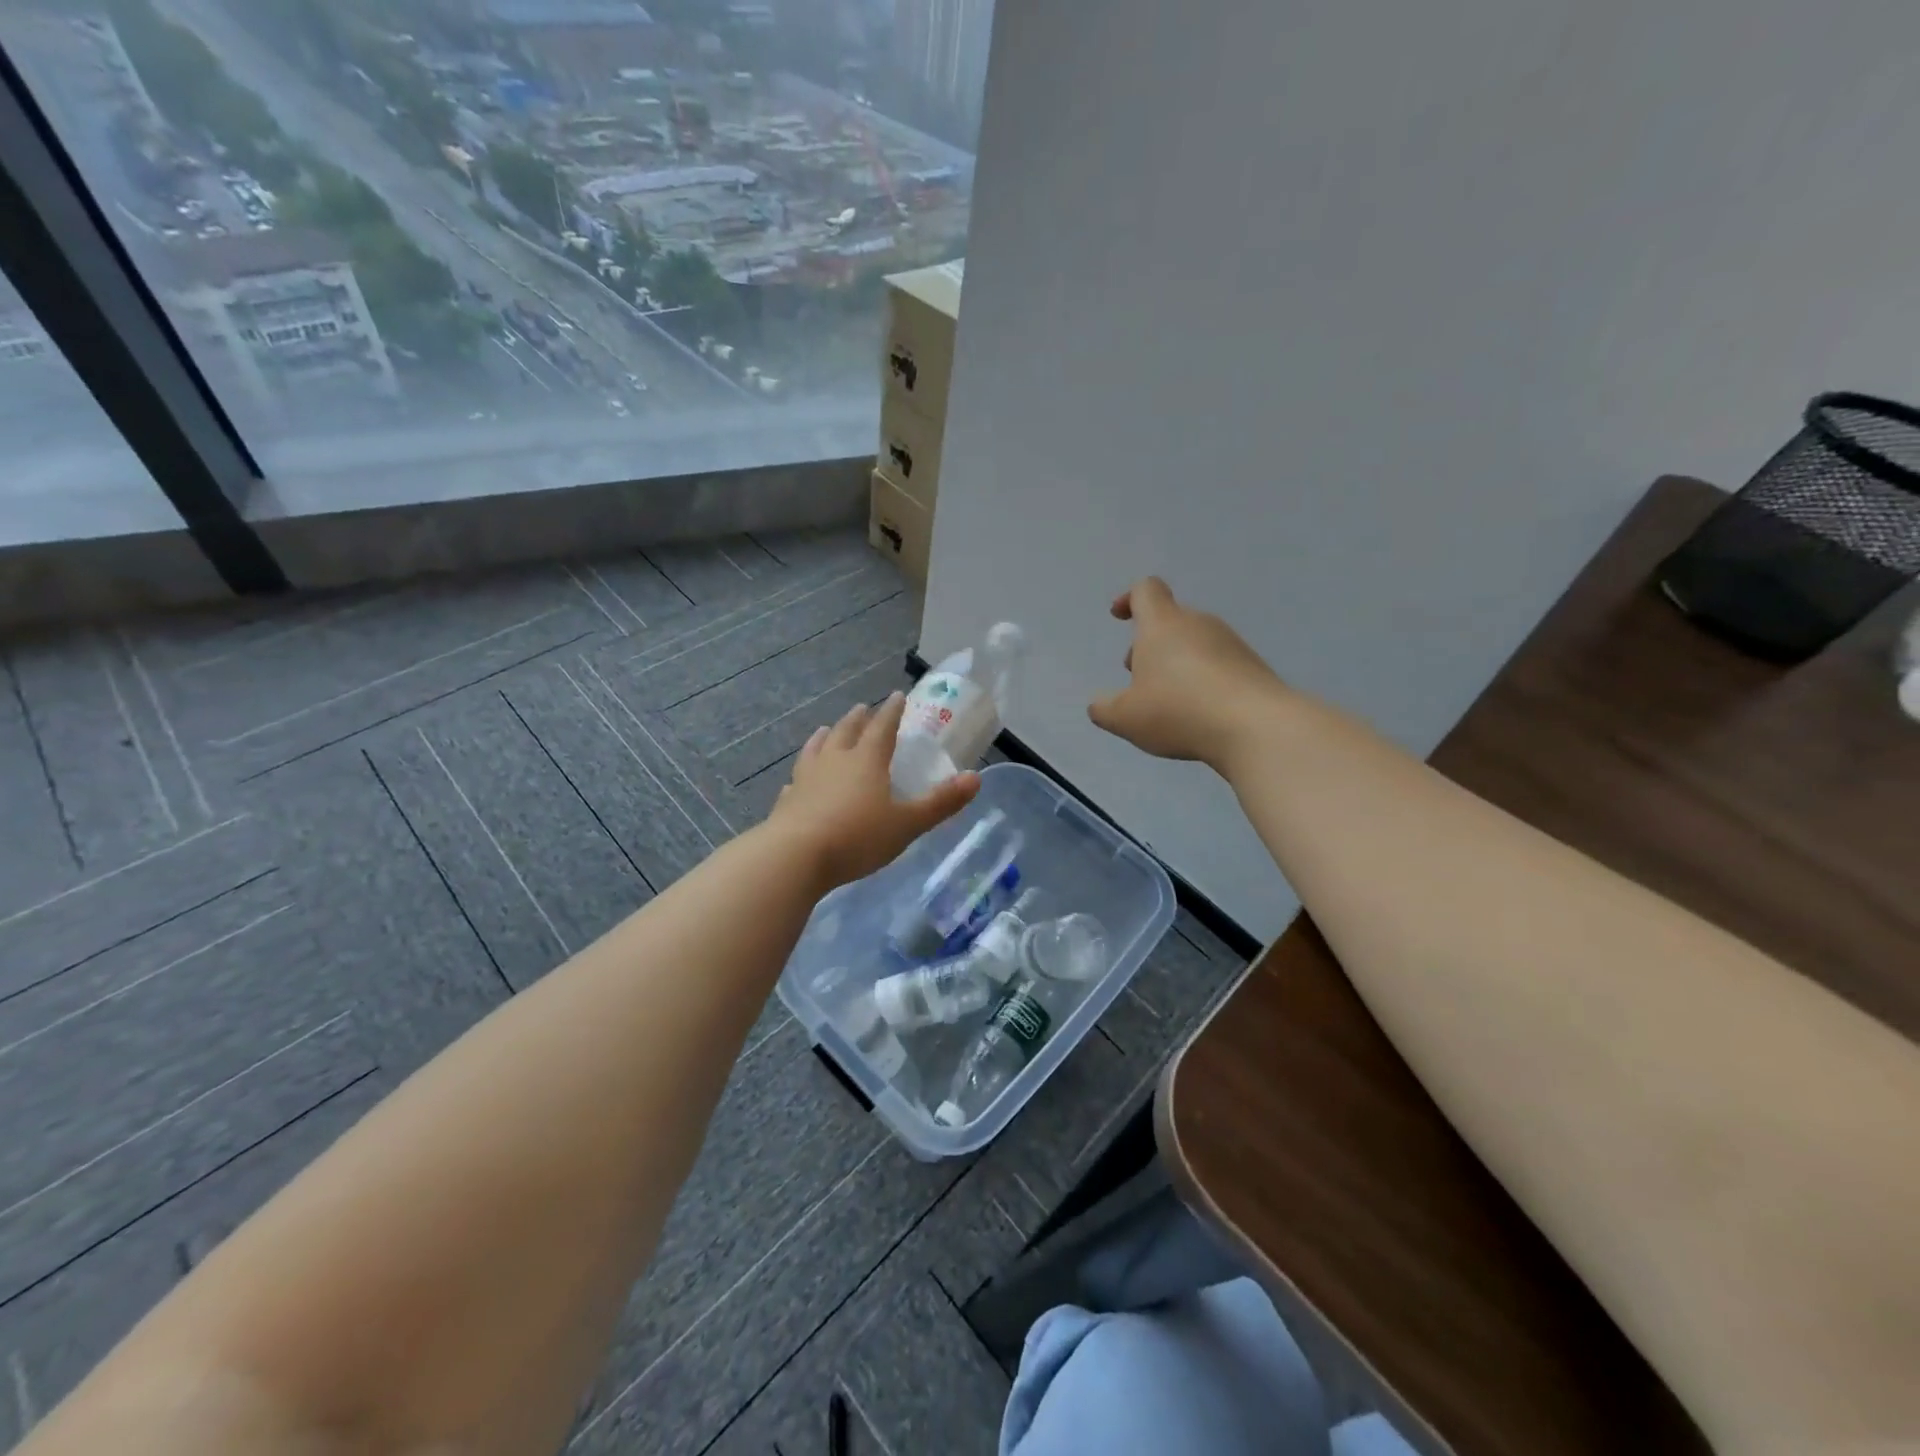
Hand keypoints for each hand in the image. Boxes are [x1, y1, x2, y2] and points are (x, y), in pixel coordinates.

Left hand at [769, 692, 980, 888]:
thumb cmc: (857, 837)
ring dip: (824, 737)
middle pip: (847, 732)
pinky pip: (796, 781)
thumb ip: (940, 803)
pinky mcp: (787, 801)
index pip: (882, 727)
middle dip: (858, 719)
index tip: (897, 696)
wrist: (794, 857)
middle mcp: (835, 761)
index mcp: (866, 760)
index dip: (892, 712)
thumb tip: (976, 778)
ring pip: (816, 749)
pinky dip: (801, 775)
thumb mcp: (907, 824)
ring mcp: (806, 779)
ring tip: (826, 730)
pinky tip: (796, 781)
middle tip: (862, 708)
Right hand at [1089, 577, 1289, 770]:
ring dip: (1176, 663)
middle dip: (1149, 644)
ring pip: (1194, 643)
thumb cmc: (1179, 711)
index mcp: (1162, 625)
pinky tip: (1199, 713)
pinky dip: (1202, 680)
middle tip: (1137, 677)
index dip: (1129, 598)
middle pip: (1170, 620)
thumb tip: (1098, 704)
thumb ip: (1104, 708)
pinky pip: (1218, 664)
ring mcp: (1231, 644)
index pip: (1146, 590)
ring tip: (1167, 702)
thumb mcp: (1126, 718)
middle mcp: (1198, 624)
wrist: (1255, 726)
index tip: (1119, 616)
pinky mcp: (1252, 667)